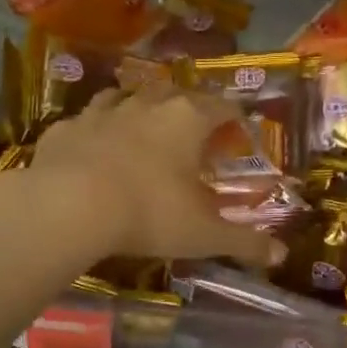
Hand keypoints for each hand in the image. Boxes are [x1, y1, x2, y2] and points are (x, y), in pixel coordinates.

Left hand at [28, 83, 278, 266]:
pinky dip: (95, 129)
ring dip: (138, 107)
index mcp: (188, 120)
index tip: (239, 129)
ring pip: (127, 96)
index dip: (234, 116)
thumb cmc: (149, 213)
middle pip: (176, 93)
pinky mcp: (66, 127)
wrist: (69, 206)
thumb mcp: (204, 234)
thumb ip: (244, 242)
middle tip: (192, 131)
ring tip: (141, 126)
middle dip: (187, 107)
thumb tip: (280, 254)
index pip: (222, 106)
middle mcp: (148, 104)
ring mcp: (103, 111)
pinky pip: (86, 120)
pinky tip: (93, 146)